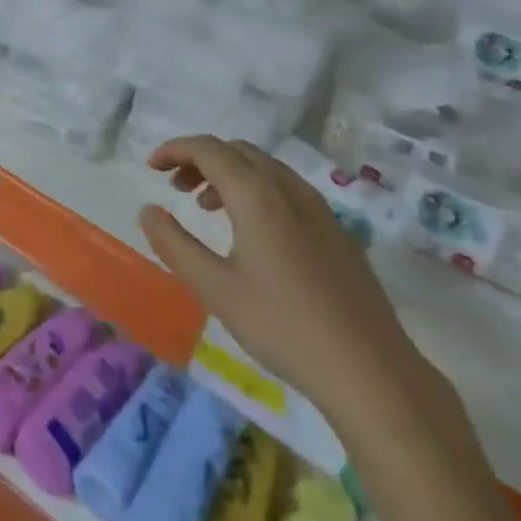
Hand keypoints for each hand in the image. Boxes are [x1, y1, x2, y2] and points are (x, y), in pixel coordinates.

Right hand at [140, 135, 431, 426]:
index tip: (151, 167)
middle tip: (175, 187)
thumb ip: (175, 245)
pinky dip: (256, 190)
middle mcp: (289, 189)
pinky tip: (252, 232)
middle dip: (200, 159)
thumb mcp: (215, 289)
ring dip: (229, 174)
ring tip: (206, 207)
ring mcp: (319, 209)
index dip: (175, 149)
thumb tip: (148, 211)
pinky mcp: (336, 232)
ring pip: (264, 168)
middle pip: (237, 151)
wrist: (372, 371)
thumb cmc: (284, 326)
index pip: (209, 149)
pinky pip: (286, 189)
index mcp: (257, 195)